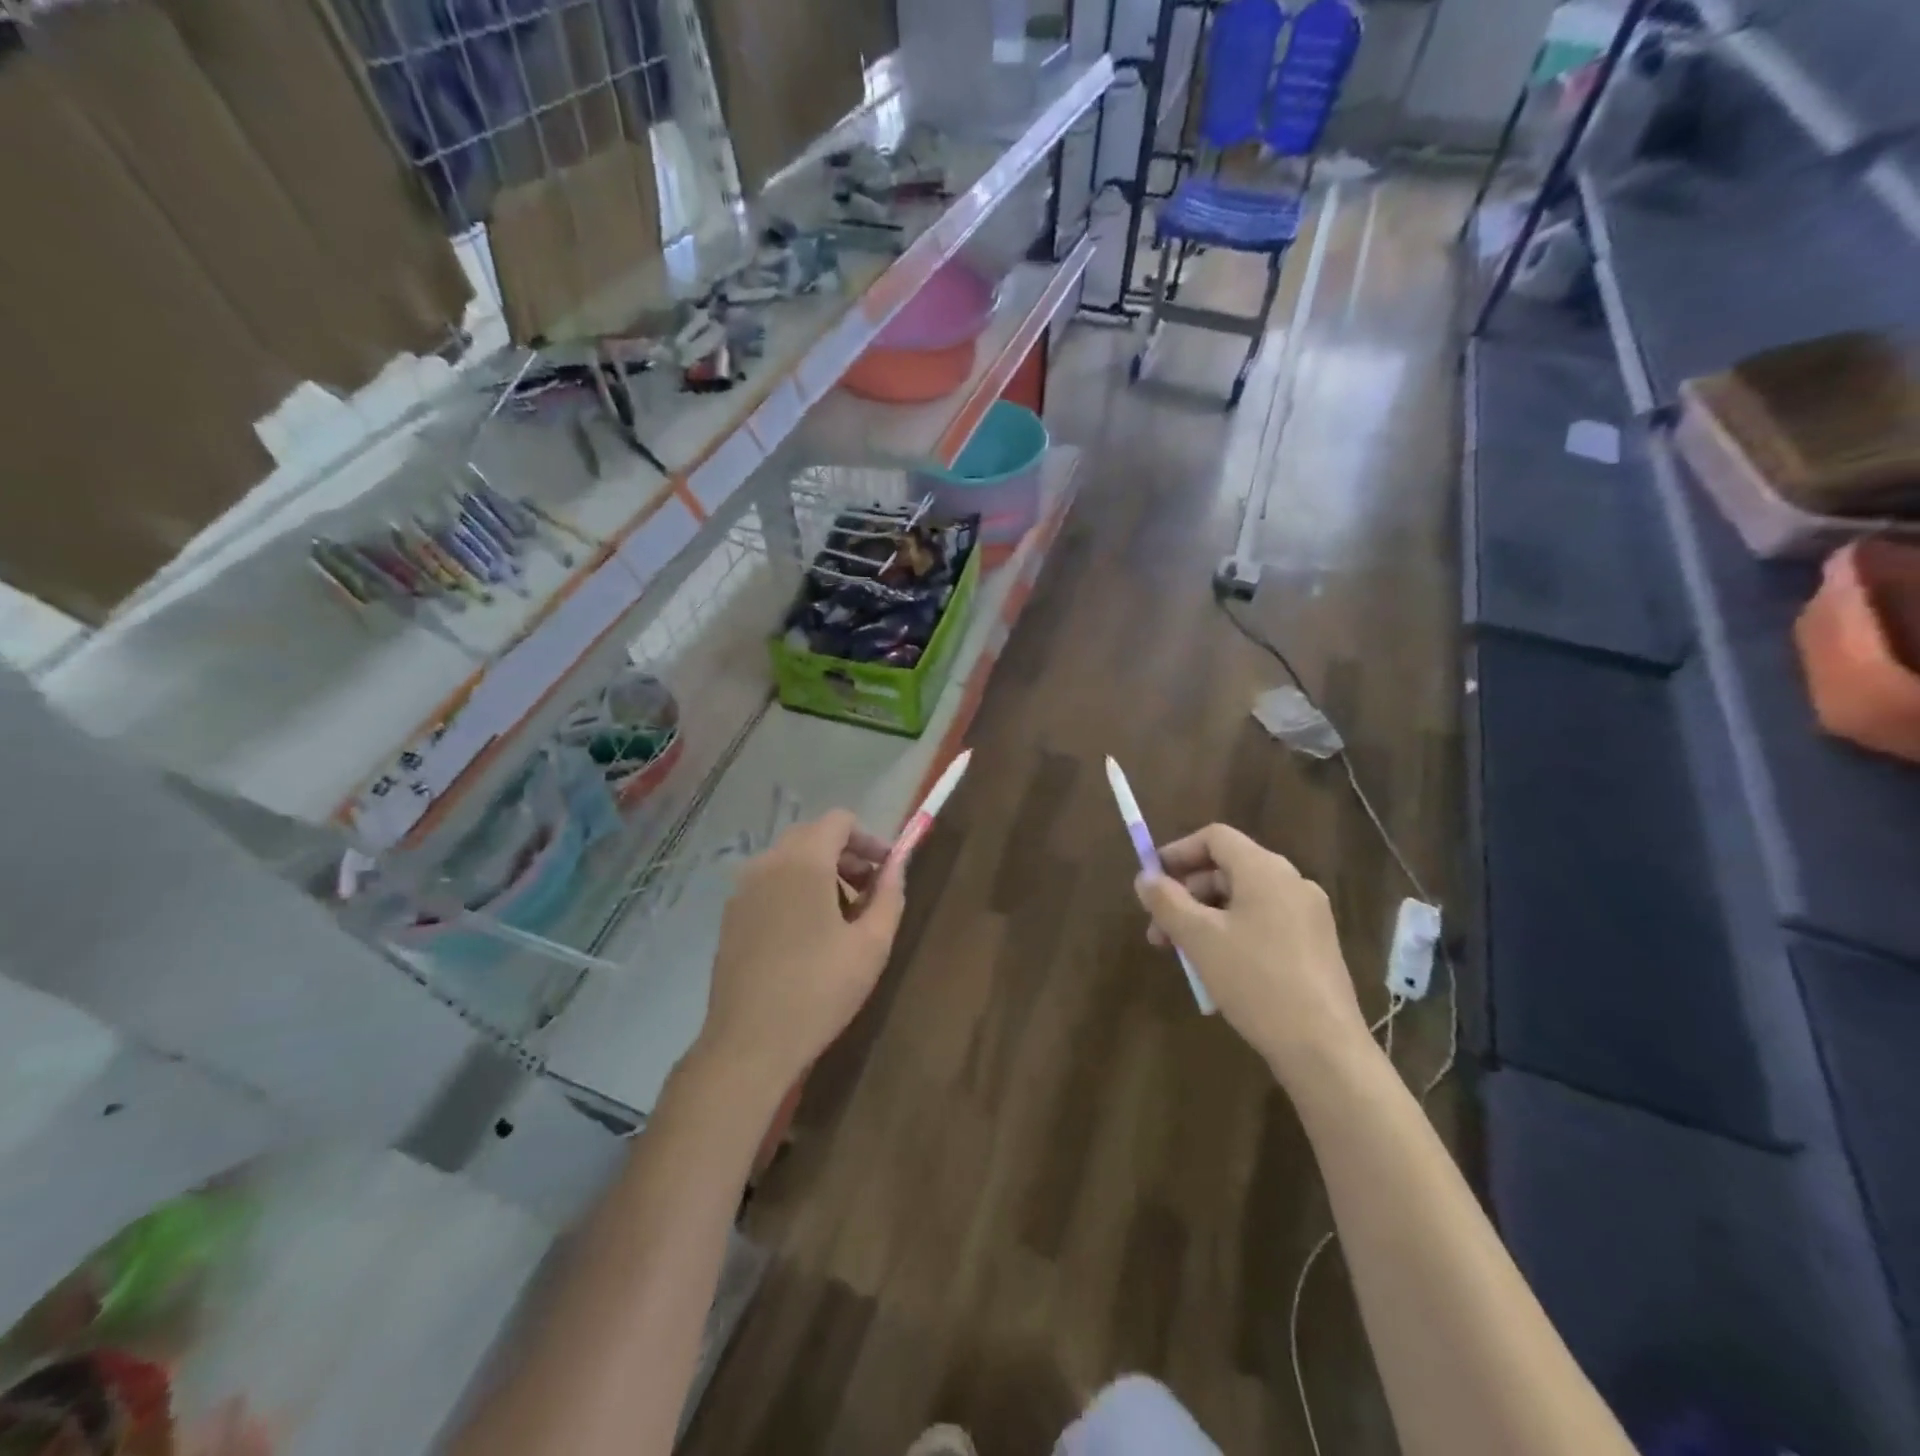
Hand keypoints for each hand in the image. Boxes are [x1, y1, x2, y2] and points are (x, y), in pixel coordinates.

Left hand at [697, 811, 906, 1097]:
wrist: (749, 1044)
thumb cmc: (819, 990)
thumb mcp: (872, 945)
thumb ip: (890, 895)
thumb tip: (897, 866)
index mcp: (803, 862)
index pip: (839, 821)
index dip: (869, 839)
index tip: (887, 871)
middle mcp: (767, 864)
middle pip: (812, 836)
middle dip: (846, 856)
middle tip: (869, 893)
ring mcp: (743, 889)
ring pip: (789, 860)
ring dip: (820, 873)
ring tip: (842, 918)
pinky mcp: (731, 916)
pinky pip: (769, 884)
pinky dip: (794, 890)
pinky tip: (808, 935)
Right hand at [1134, 824, 1371, 1086]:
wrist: (1323, 1047)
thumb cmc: (1255, 980)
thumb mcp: (1199, 939)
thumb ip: (1167, 901)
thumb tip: (1144, 877)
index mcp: (1265, 870)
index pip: (1215, 838)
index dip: (1178, 852)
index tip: (1151, 880)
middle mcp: (1292, 882)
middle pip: (1227, 869)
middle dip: (1186, 895)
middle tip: (1159, 931)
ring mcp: (1309, 915)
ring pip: (1244, 900)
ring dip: (1206, 918)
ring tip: (1183, 956)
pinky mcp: (1316, 946)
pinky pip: (1264, 923)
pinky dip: (1232, 934)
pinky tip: (1218, 971)